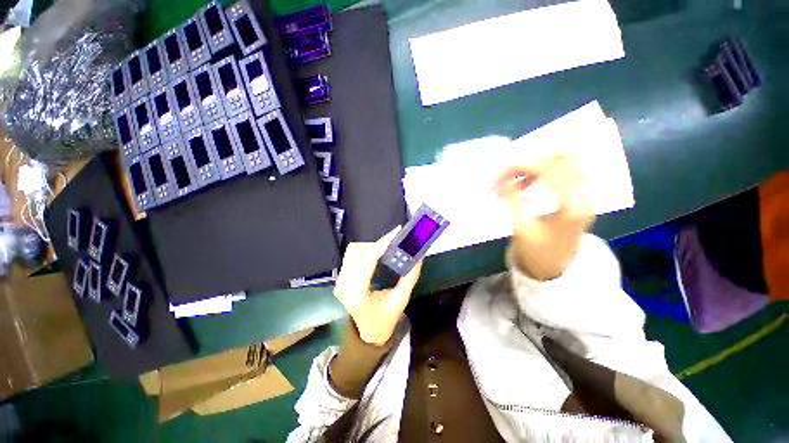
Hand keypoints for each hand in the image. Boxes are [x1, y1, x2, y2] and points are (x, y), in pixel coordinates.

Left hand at [334, 228, 422, 345]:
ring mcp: (339, 282)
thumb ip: (410, 276)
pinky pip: (351, 257)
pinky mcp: (340, 280)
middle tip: (392, 245)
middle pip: (356, 251)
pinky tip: (375, 256)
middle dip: (376, 245)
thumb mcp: (401, 299)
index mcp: (357, 293)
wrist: (368, 334)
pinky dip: (364, 252)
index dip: (382, 244)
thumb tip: (418, 256)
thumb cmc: (385, 319)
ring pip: (352, 252)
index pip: (368, 260)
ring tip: (385, 251)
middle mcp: (344, 285)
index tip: (396, 232)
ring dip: (369, 247)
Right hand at [494, 154, 593, 280]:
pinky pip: (565, 173)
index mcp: (571, 205)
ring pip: (566, 163)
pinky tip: (528, 182)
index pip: (550, 170)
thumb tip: (499, 178)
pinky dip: (545, 172)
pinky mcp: (580, 196)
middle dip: (534, 159)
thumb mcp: (520, 225)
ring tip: (516, 176)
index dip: (524, 165)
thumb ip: (512, 197)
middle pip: (565, 159)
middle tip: (511, 167)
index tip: (503, 169)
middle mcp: (585, 195)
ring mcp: (586, 194)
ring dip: (539, 165)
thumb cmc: (537, 251)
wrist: (555, 267)